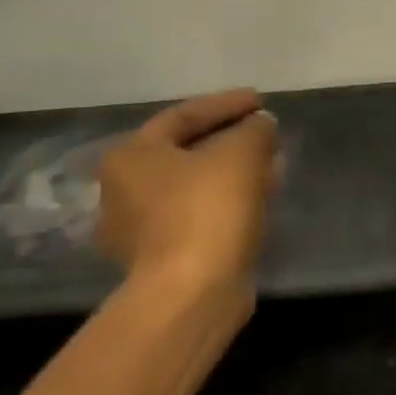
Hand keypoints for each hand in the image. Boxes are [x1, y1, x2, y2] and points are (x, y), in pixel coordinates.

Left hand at [97, 89, 278, 308]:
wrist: (191, 294)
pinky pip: (199, 214)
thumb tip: (260, 125)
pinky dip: (228, 200)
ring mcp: (140, 230)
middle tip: (264, 131)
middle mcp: (123, 191)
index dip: (226, 104)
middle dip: (230, 139)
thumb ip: (255, 129)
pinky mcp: (162, 259)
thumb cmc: (207, 209)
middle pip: (186, 152)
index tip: (261, 100)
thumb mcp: (242, 153)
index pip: (183, 116)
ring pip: (195, 186)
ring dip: (233, 171)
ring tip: (272, 163)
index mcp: (131, 157)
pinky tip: (261, 196)